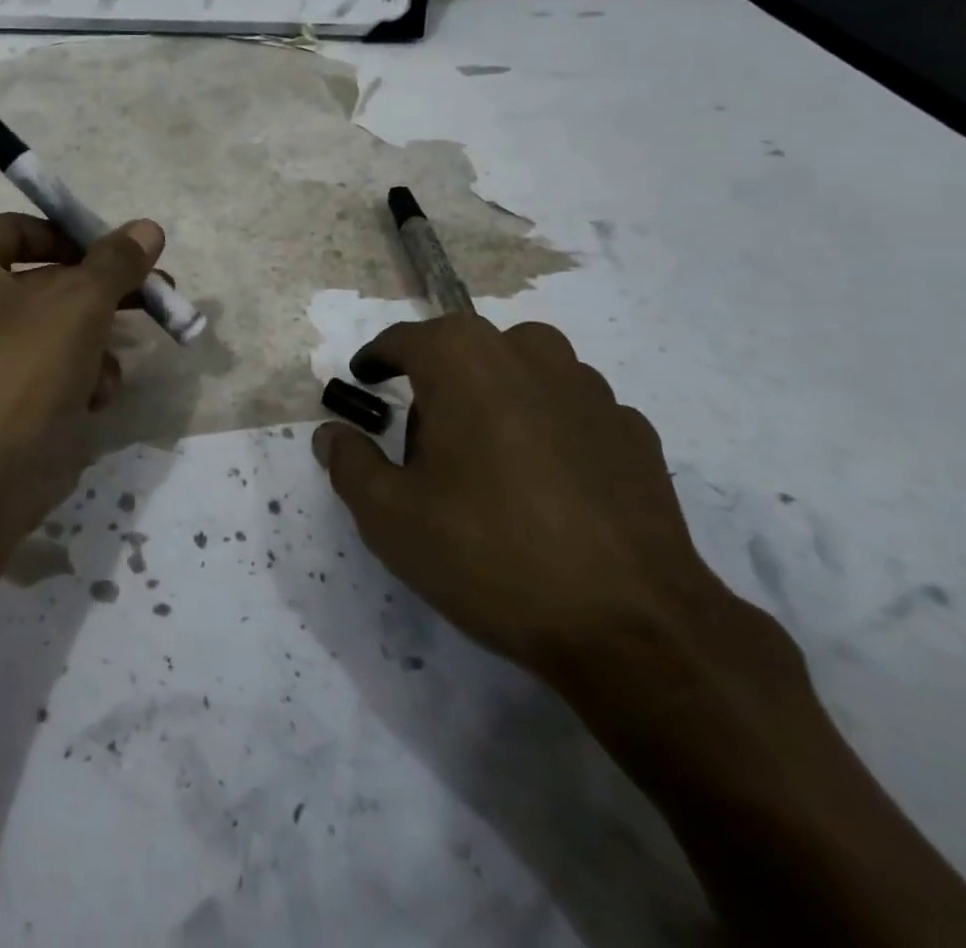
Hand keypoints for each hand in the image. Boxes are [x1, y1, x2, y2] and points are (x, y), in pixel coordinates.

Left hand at [0, 212, 164, 572]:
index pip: (27, 228)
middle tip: (153, 297)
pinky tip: (93, 398)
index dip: (83, 242)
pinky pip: (32, 365)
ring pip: (45, 327)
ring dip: (90, 344)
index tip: (129, 259)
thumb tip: (148, 227)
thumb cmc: (19, 370)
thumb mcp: (80, 303)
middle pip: (41, 280)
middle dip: (100, 297)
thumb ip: (116, 261)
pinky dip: (67, 375)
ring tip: (114, 368)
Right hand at [314, 314, 737, 682]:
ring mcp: (590, 389)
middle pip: (466, 351)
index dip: (377, 360)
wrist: (632, 625)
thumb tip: (331, 434)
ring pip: (523, 372)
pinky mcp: (634, 432)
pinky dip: (547, 429)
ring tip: (486, 459)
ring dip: (495, 398)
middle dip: (437, 383)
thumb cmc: (489, 554)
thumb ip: (349, 464)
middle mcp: (528, 353)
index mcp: (463, 359)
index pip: (404, 340)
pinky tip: (546, 484)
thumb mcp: (390, 517)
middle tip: (422, 443)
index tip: (363, 380)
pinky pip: (571, 411)